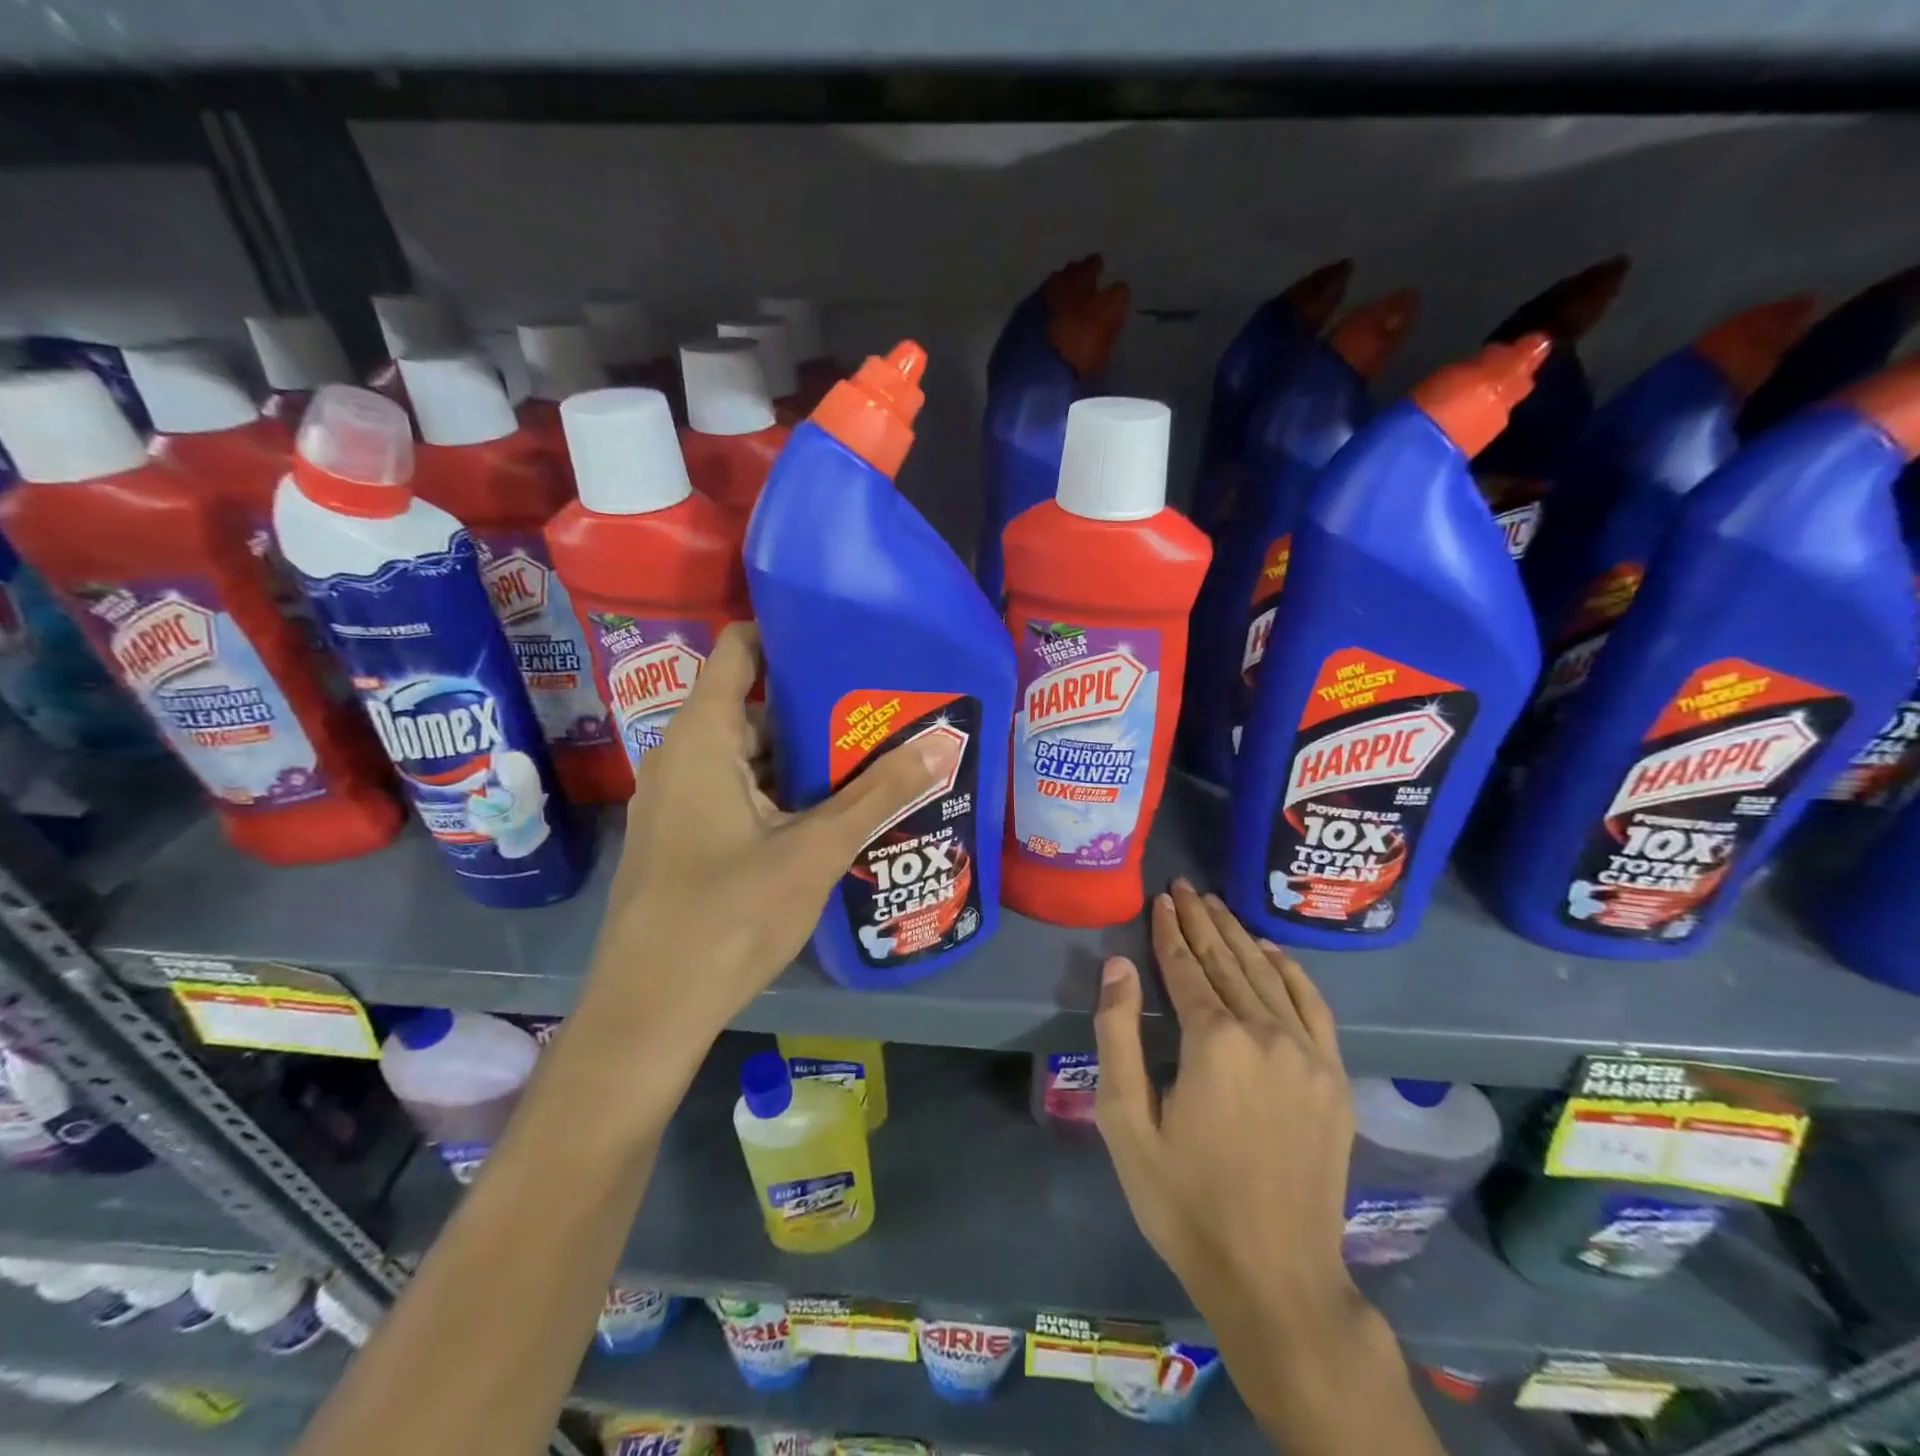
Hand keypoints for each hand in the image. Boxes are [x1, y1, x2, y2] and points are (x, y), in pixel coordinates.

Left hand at [583, 624, 942, 1057]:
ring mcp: (681, 800)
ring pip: (751, 755)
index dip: (788, 634)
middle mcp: (683, 757)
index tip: (847, 636)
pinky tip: (834, 809)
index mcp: (701, 738)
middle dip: (819, 705)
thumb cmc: (727, 916)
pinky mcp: (687, 836)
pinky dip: (785, 790)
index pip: (739, 651)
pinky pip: (741, 791)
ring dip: (807, 756)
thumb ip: (878, 794)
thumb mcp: (815, 850)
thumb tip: (942, 744)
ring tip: (874, 754)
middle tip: (883, 706)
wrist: (649, 1012)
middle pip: (754, 704)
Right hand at [1094, 879, 1361, 1341]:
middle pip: (1227, 961)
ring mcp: (1308, 1054)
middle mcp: (1266, 1032)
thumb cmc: (1185, 1200)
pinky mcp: (1334, 1078)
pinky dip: (1290, 971)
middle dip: (1201, 920)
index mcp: (1214, 1040)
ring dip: (1238, 936)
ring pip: (1267, 975)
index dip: (1169, 930)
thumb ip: (1117, 1035)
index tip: (1160, 897)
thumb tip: (1119, 965)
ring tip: (1216, 905)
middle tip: (1183, 886)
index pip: (1186, 967)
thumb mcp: (1126, 1122)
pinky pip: (1313, 1006)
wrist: (1276, 1276)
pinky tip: (1271, 951)